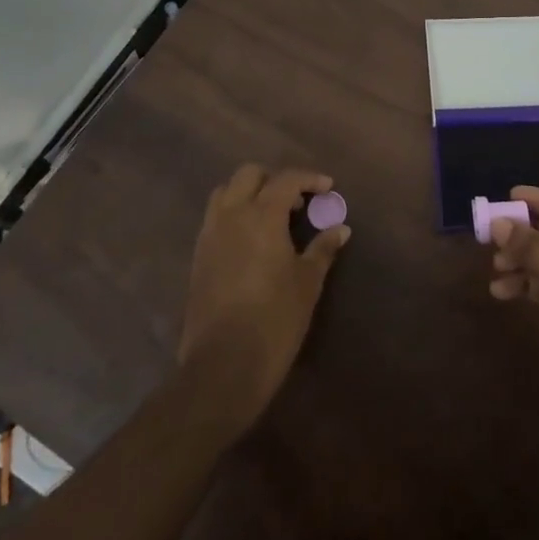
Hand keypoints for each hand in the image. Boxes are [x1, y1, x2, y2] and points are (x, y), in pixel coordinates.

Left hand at [178, 164, 349, 435]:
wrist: (223, 365)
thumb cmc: (275, 320)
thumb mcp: (307, 283)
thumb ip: (323, 248)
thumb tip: (340, 228)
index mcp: (261, 215)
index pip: (286, 179)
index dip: (309, 179)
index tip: (328, 187)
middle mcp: (231, 215)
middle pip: (249, 174)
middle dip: (274, 180)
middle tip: (297, 202)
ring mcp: (210, 234)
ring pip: (226, 192)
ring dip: (249, 193)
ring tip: (271, 216)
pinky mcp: (198, 255)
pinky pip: (215, 217)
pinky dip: (234, 214)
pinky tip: (251, 240)